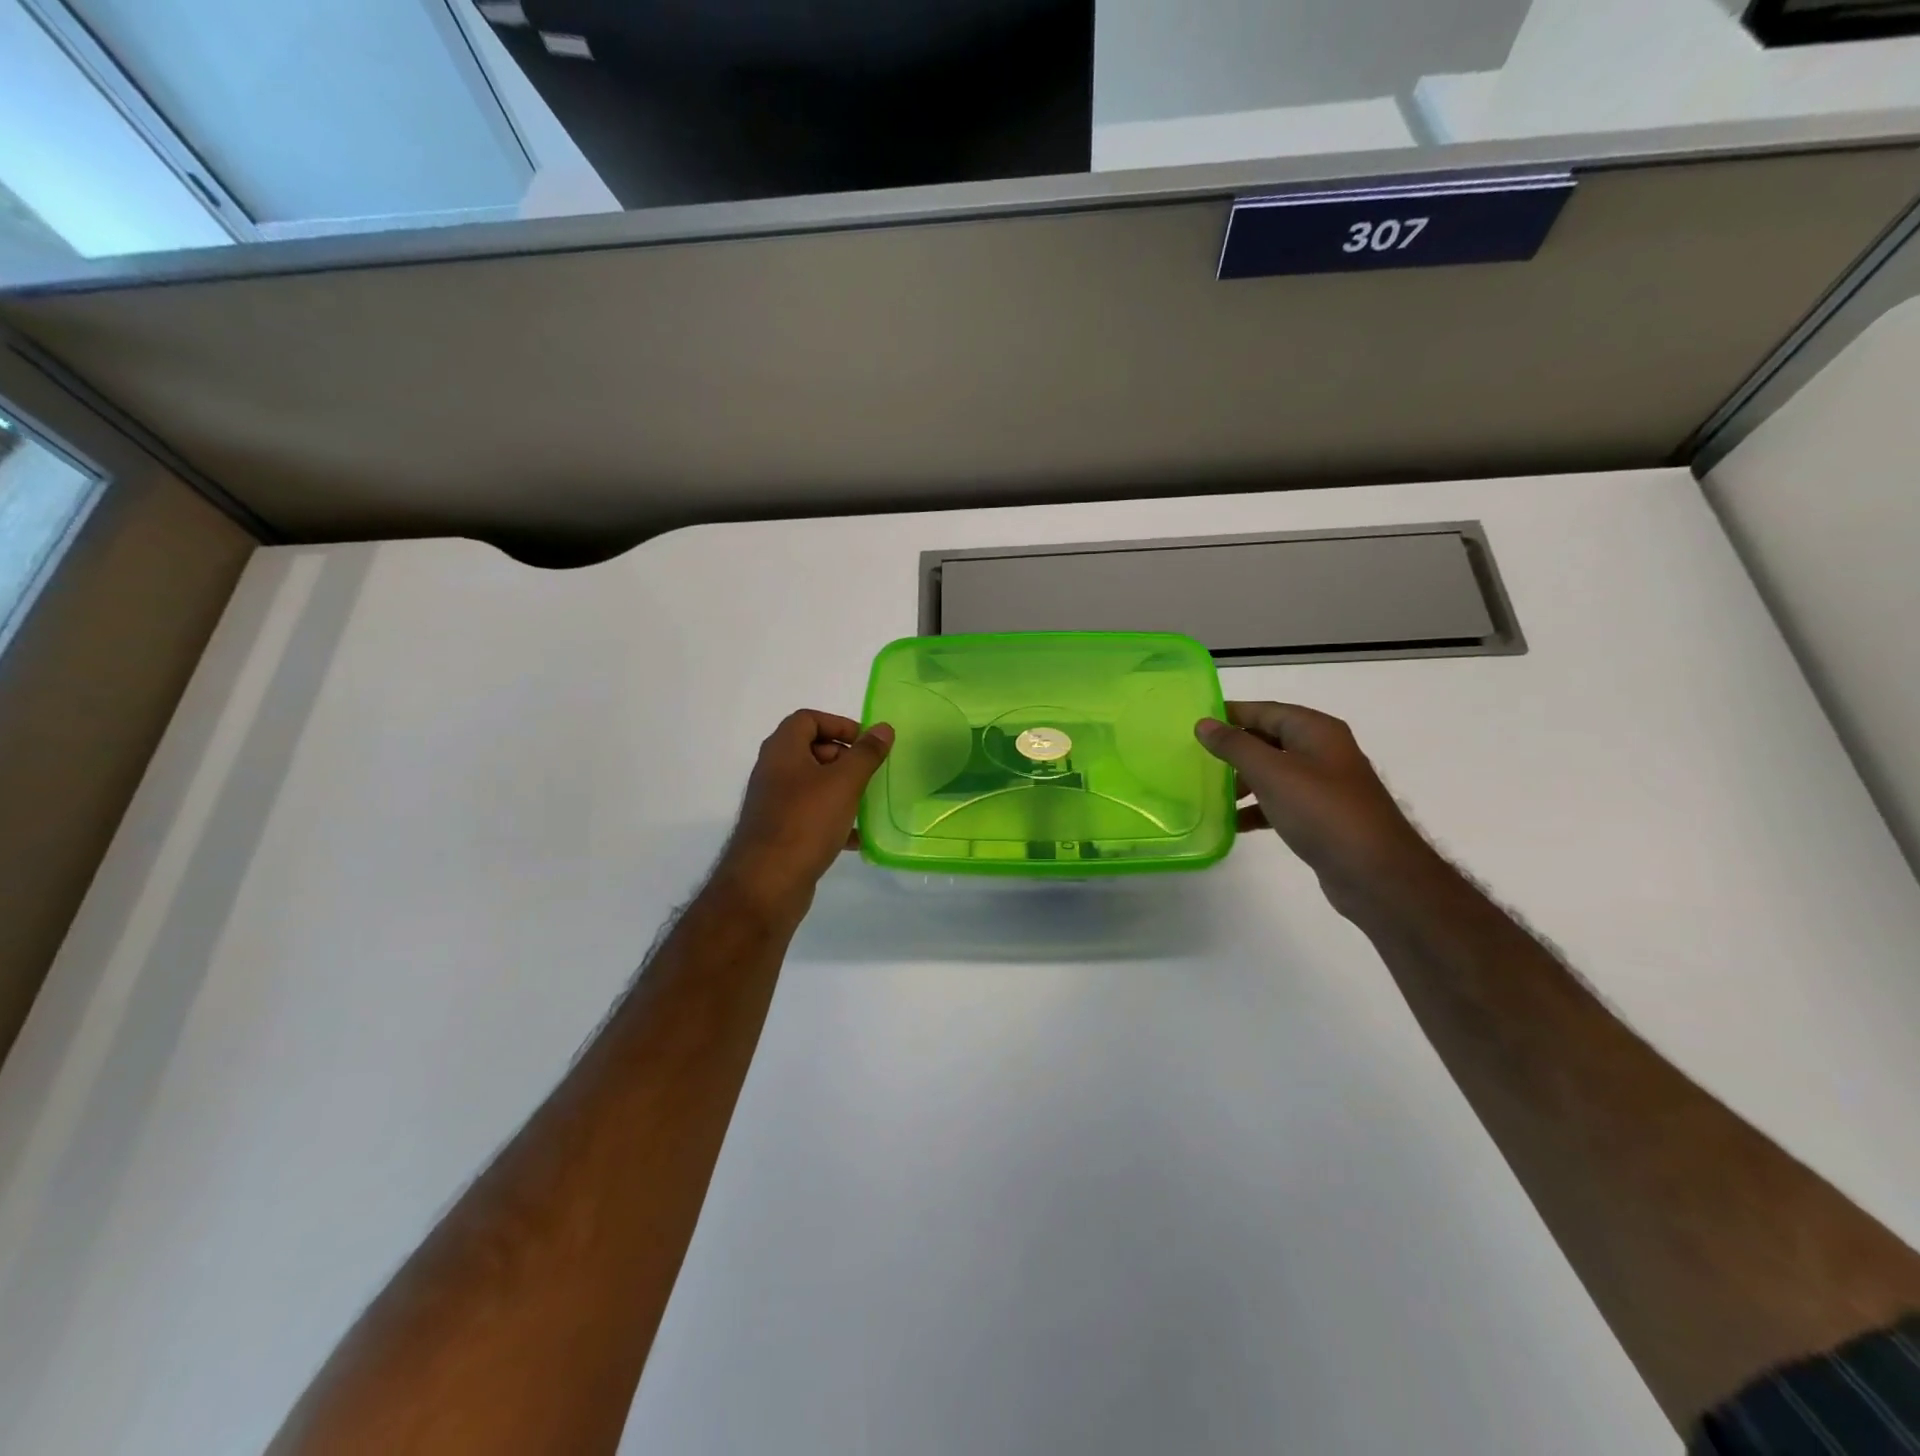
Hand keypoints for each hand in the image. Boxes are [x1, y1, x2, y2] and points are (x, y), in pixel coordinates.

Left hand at [711, 711, 893, 916]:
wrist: (767, 883)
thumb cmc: (806, 822)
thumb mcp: (844, 782)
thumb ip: (866, 753)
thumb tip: (883, 728)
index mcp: (782, 750)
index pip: (808, 719)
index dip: (839, 724)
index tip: (867, 743)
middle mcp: (774, 771)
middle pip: (811, 750)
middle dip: (844, 759)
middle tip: (870, 774)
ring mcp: (775, 803)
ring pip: (814, 786)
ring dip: (842, 790)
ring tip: (867, 803)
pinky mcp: (780, 832)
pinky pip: (811, 815)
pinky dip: (834, 819)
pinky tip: (856, 838)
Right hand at [1196, 702, 1437, 898]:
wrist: (1376, 873)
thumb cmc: (1322, 812)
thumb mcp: (1272, 772)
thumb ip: (1235, 746)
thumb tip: (1204, 724)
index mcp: (1316, 731)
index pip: (1266, 710)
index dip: (1231, 713)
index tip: (1196, 722)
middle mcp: (1323, 752)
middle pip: (1269, 740)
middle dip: (1234, 749)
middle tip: (1197, 759)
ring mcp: (1325, 786)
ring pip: (1274, 773)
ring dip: (1243, 781)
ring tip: (1212, 794)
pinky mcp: (1322, 817)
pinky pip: (1282, 803)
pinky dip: (1258, 808)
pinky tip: (1234, 824)